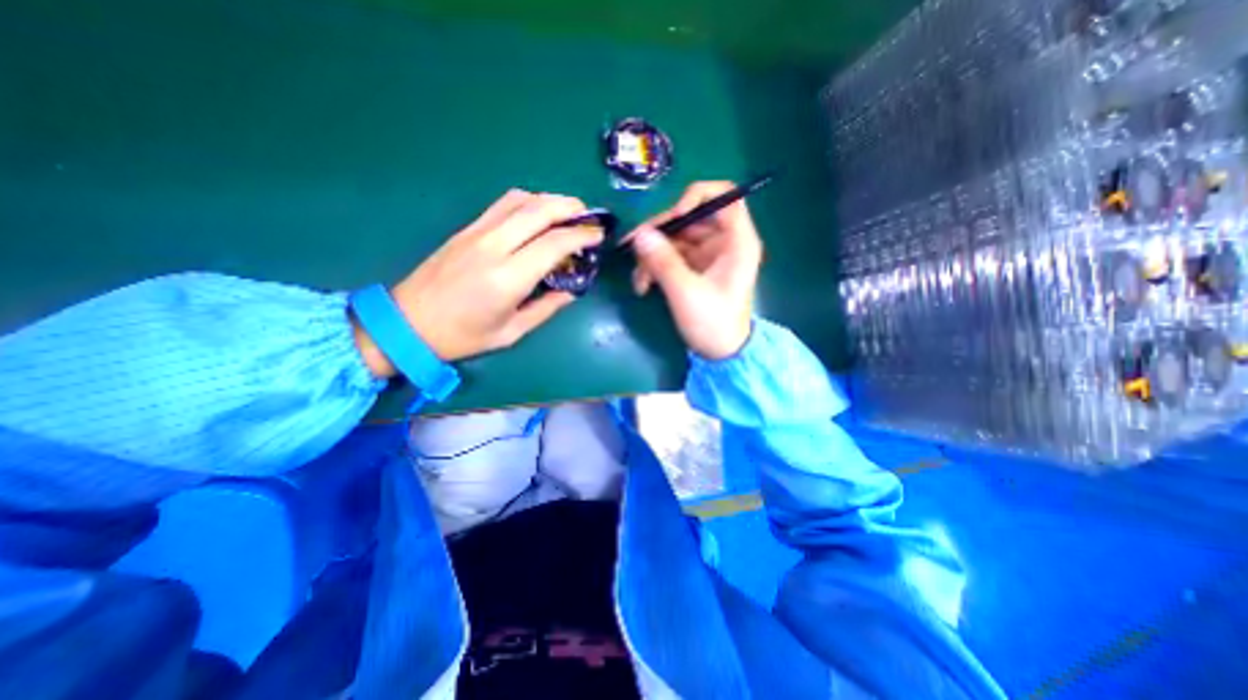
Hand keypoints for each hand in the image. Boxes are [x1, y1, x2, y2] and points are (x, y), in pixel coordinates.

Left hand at [350, 188, 605, 376]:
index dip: (581, 236)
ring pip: (520, 200)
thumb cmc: (462, 336)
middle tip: (589, 215)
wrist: (406, 324)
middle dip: (571, 207)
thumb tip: (571, 291)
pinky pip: (501, 204)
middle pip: (539, 211)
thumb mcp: (511, 333)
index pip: (554, 244)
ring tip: (568, 210)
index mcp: (507, 279)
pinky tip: (537, 213)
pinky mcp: (466, 229)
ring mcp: (476, 233)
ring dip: (549, 200)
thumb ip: (546, 308)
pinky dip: (527, 201)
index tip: (598, 236)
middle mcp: (493, 247)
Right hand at [635, 182, 760, 361]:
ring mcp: (707, 255)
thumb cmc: (713, 324)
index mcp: (737, 241)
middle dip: (660, 232)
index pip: (724, 196)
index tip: (673, 217)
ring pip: (675, 238)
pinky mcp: (694, 268)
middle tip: (633, 247)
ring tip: (638, 280)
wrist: (721, 354)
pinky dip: (655, 267)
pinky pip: (671, 255)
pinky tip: (643, 286)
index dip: (696, 197)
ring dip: (652, 254)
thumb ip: (663, 261)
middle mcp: (723, 242)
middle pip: (690, 217)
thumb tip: (640, 234)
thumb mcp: (686, 293)